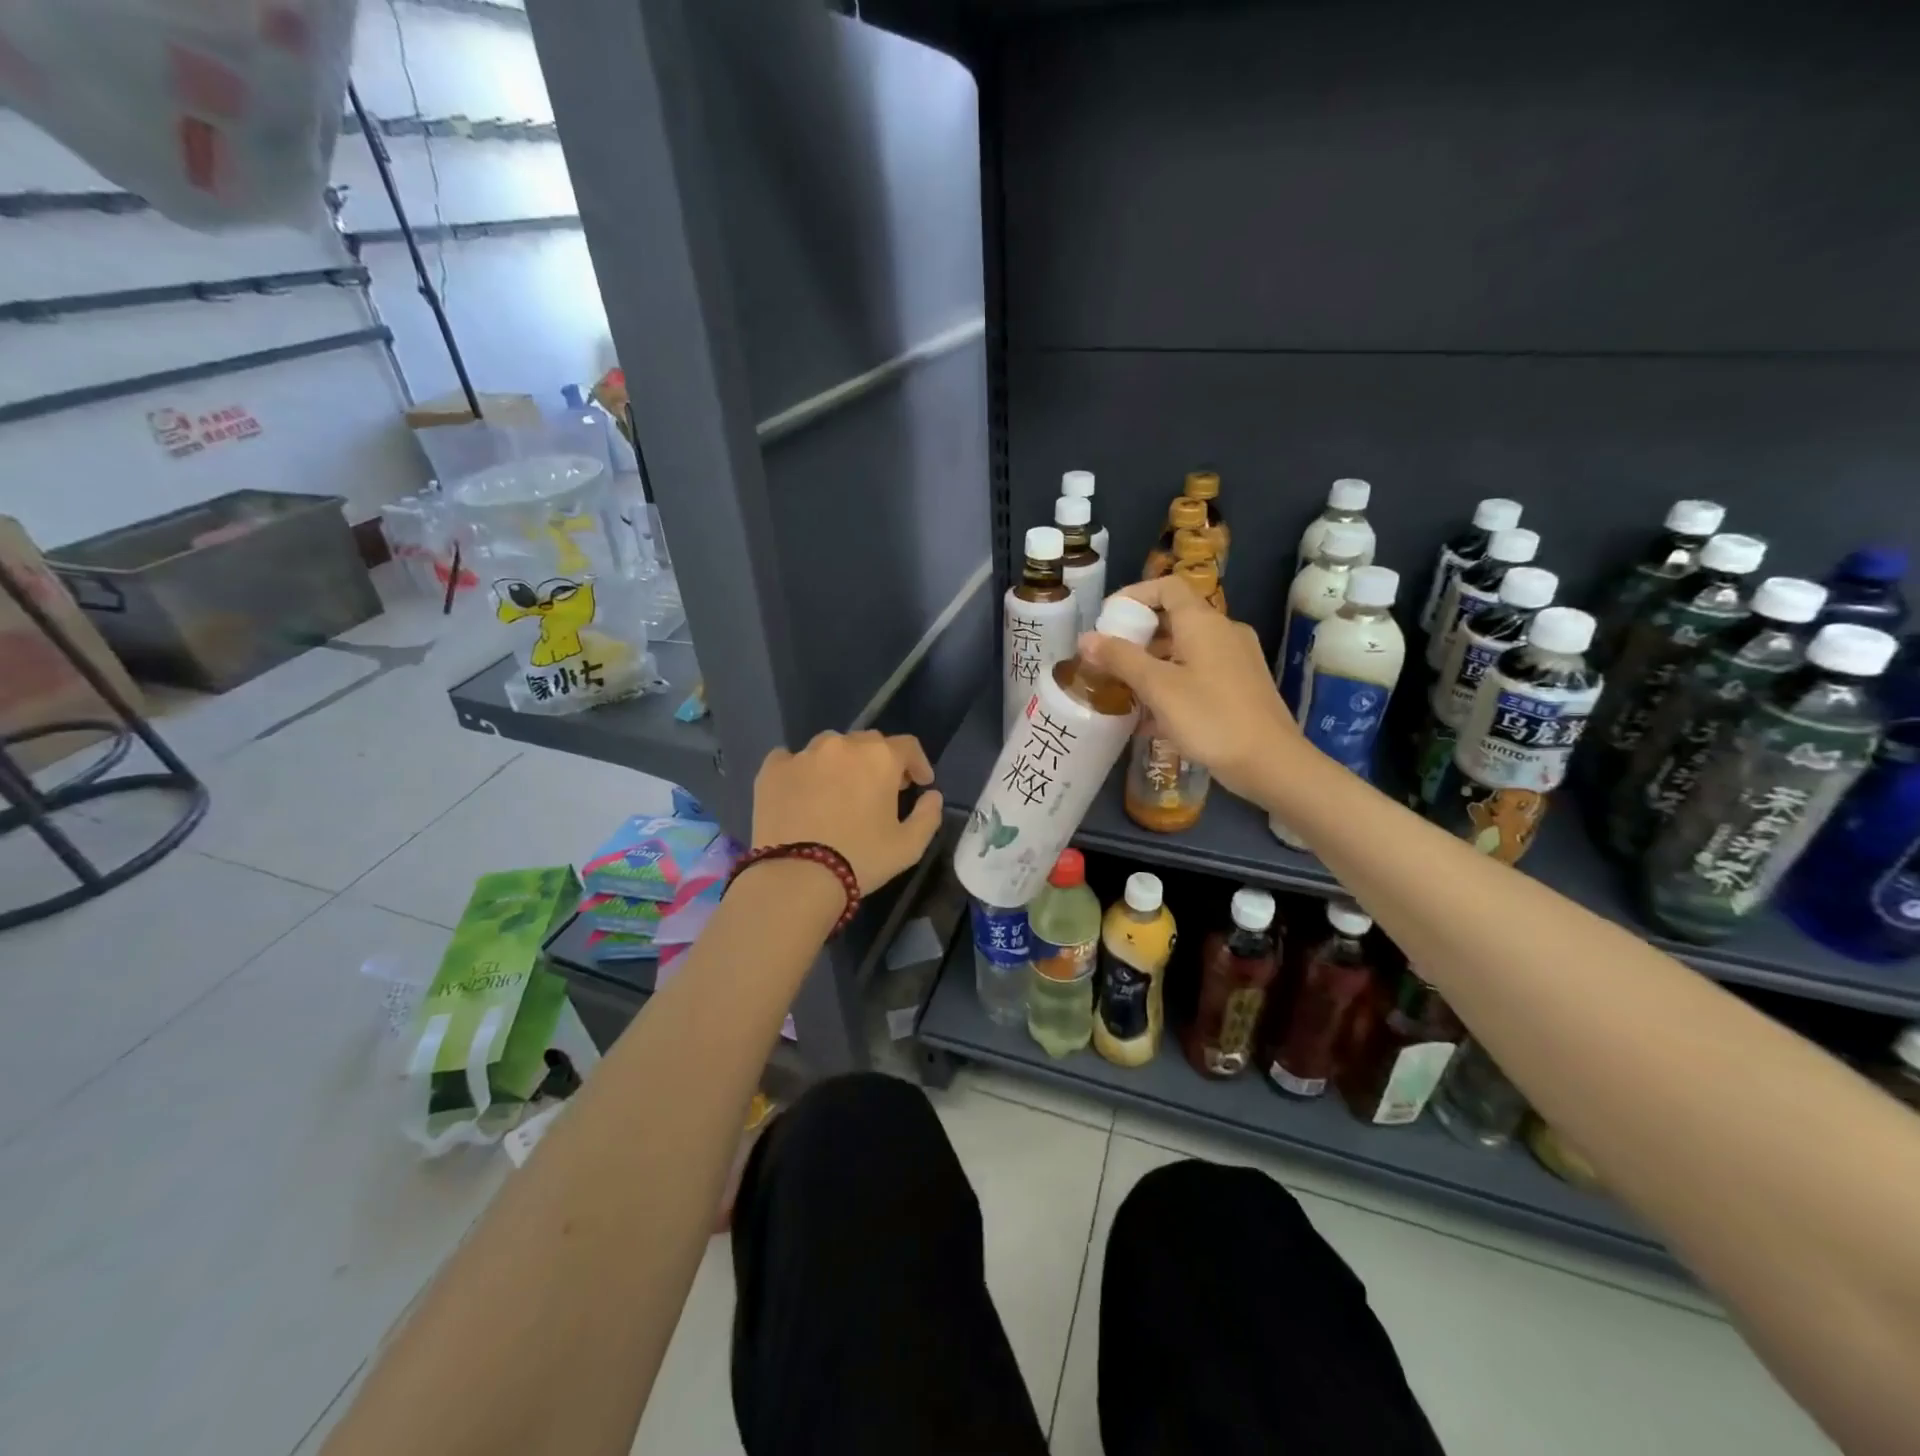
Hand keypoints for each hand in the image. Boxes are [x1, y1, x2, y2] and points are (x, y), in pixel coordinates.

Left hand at [752, 731, 943, 892]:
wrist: (796, 877)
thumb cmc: (860, 859)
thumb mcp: (909, 847)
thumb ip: (928, 816)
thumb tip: (932, 796)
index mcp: (879, 758)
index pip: (907, 747)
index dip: (917, 763)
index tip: (920, 783)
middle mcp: (842, 745)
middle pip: (868, 742)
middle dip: (879, 762)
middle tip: (880, 789)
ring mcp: (803, 754)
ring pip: (829, 747)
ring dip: (840, 763)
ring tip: (838, 790)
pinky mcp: (772, 769)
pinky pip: (791, 759)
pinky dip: (801, 771)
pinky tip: (801, 792)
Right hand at [1077, 575, 1302, 800]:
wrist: (1270, 762)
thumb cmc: (1210, 718)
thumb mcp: (1158, 687)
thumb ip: (1121, 659)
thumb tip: (1086, 638)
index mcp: (1204, 623)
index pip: (1167, 587)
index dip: (1134, 595)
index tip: (1108, 619)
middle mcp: (1224, 632)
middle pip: (1175, 618)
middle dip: (1138, 635)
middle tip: (1108, 659)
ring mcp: (1236, 660)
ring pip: (1186, 649)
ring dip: (1153, 663)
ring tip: (1125, 689)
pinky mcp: (1241, 687)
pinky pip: (1199, 672)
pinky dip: (1173, 683)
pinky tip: (1154, 717)